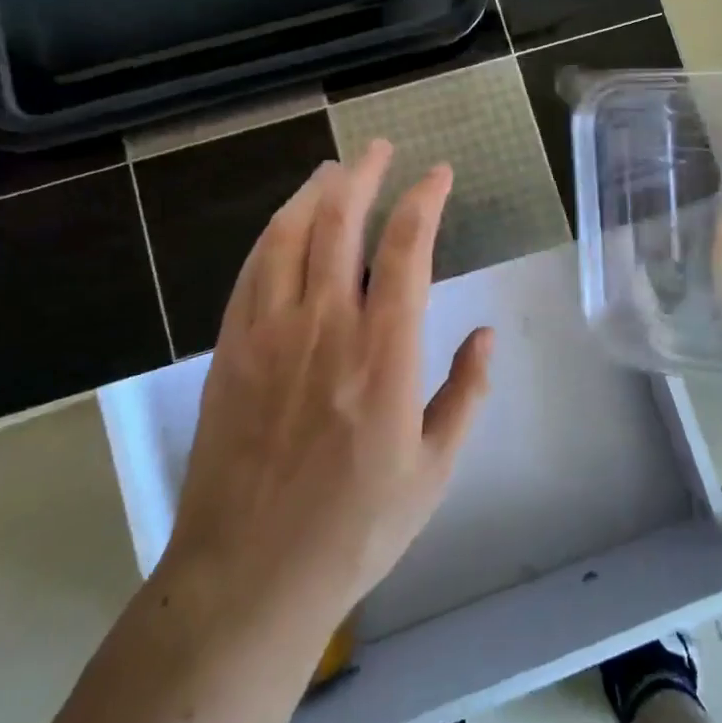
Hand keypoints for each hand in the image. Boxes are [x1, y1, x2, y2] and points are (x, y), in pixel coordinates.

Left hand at [163, 140, 493, 633]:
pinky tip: (285, 222)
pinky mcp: (232, 348)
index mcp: (384, 353)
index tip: (438, 175)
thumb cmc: (354, 528)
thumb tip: (489, 336)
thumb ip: (466, 394)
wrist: (250, 574)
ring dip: (316, 192)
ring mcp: (271, 332)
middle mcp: (326, 325)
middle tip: (379, 148)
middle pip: (341, 222)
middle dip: (364, 174)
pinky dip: (274, 233)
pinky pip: (252, 269)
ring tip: (334, 169)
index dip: (424, 200)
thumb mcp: (433, 470)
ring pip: (290, 234)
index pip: (406, 248)